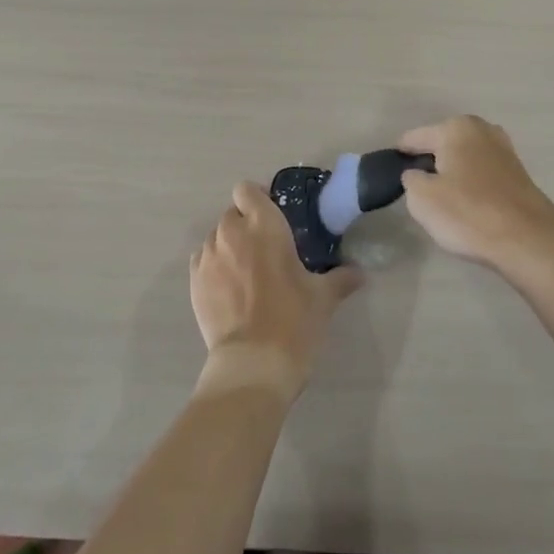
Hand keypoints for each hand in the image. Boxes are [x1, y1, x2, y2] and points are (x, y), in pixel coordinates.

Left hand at [190, 181, 361, 401]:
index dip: (258, 199)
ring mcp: (208, 256)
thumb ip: (341, 278)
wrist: (253, 363)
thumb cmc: (294, 320)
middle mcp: (231, 232)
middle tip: (266, 250)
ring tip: (247, 273)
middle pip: (232, 214)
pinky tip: (230, 289)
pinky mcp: (194, 281)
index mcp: (263, 224)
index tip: (273, 217)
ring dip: (230, 247)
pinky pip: (203, 261)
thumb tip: (359, 273)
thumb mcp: (324, 297)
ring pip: (216, 238)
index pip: (247, 190)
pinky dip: (215, 267)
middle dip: (246, 226)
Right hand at [397, 116, 553, 284]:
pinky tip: (467, 203)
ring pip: (465, 158)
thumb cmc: (468, 214)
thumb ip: (411, 179)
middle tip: (416, 186)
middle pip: (443, 144)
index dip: (401, 154)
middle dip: (430, 160)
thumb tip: (417, 174)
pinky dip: (472, 183)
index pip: (416, 137)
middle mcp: (482, 130)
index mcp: (456, 128)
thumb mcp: (422, 198)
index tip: (390, 168)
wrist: (528, 241)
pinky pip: (482, 173)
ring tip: (441, 197)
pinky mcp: (519, 173)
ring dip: (453, 172)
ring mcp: (505, 150)